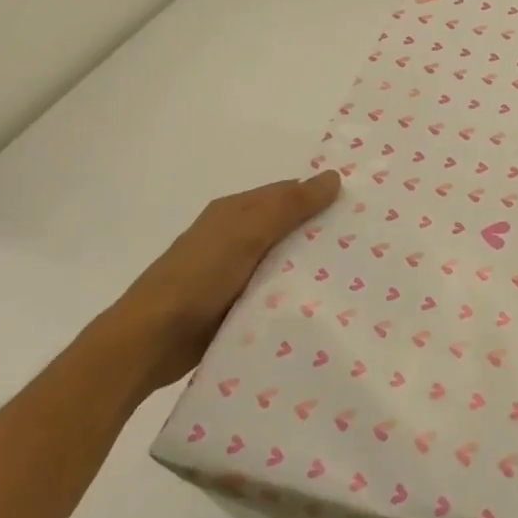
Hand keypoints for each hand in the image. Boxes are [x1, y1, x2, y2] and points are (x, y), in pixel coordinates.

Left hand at [107, 170, 341, 389]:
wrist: (149, 341)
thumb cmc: (198, 277)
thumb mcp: (246, 233)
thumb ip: (289, 206)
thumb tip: (334, 176)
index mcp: (235, 212)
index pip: (289, 194)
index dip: (322, 198)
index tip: (361, 211)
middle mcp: (236, 237)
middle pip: (289, 228)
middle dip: (322, 234)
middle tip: (368, 246)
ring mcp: (236, 273)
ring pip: (285, 262)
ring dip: (312, 268)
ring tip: (357, 277)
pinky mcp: (237, 305)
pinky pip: (276, 292)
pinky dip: (295, 294)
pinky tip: (324, 304)